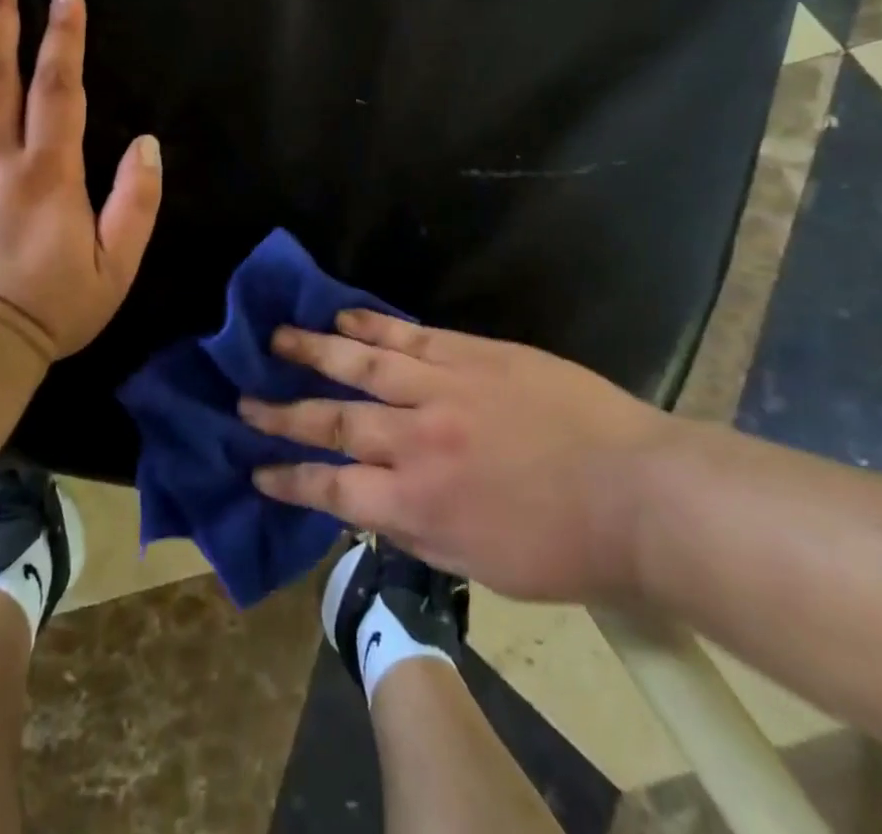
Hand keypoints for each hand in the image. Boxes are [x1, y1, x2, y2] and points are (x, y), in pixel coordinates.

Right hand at [241, 313, 678, 601]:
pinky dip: (371, 325)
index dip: (288, 479)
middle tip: (243, 399)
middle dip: (283, 412)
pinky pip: (409, 334)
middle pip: (334, 421)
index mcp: (418, 502)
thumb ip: (417, 531)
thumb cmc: (564, 546)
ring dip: (314, 352)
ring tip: (277, 338)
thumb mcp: (481, 564)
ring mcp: (443, 387)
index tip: (255, 469)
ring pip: (362, 364)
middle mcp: (417, 440)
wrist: (637, 492)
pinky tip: (344, 316)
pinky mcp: (472, 353)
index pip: (331, 489)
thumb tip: (370, 506)